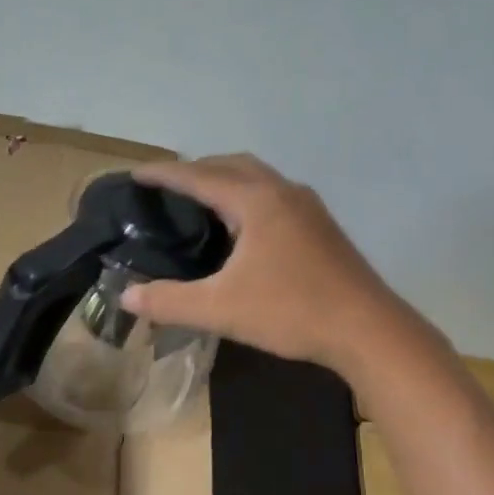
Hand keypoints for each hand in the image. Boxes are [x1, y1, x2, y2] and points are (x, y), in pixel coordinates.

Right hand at [118, 155, 406, 375]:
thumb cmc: (291, 311)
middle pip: (231, 165)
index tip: (135, 173)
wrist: (367, 329)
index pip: (199, 176)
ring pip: (257, 177)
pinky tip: (241, 228)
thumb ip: (169, 301)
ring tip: (200, 201)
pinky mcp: (321, 226)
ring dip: (226, 179)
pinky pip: (273, 194)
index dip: (164, 174)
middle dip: (196, 170)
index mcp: (256, 201)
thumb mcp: (220, 309)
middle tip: (167, 187)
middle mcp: (283, 192)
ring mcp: (308, 207)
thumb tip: (126, 296)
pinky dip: (247, 196)